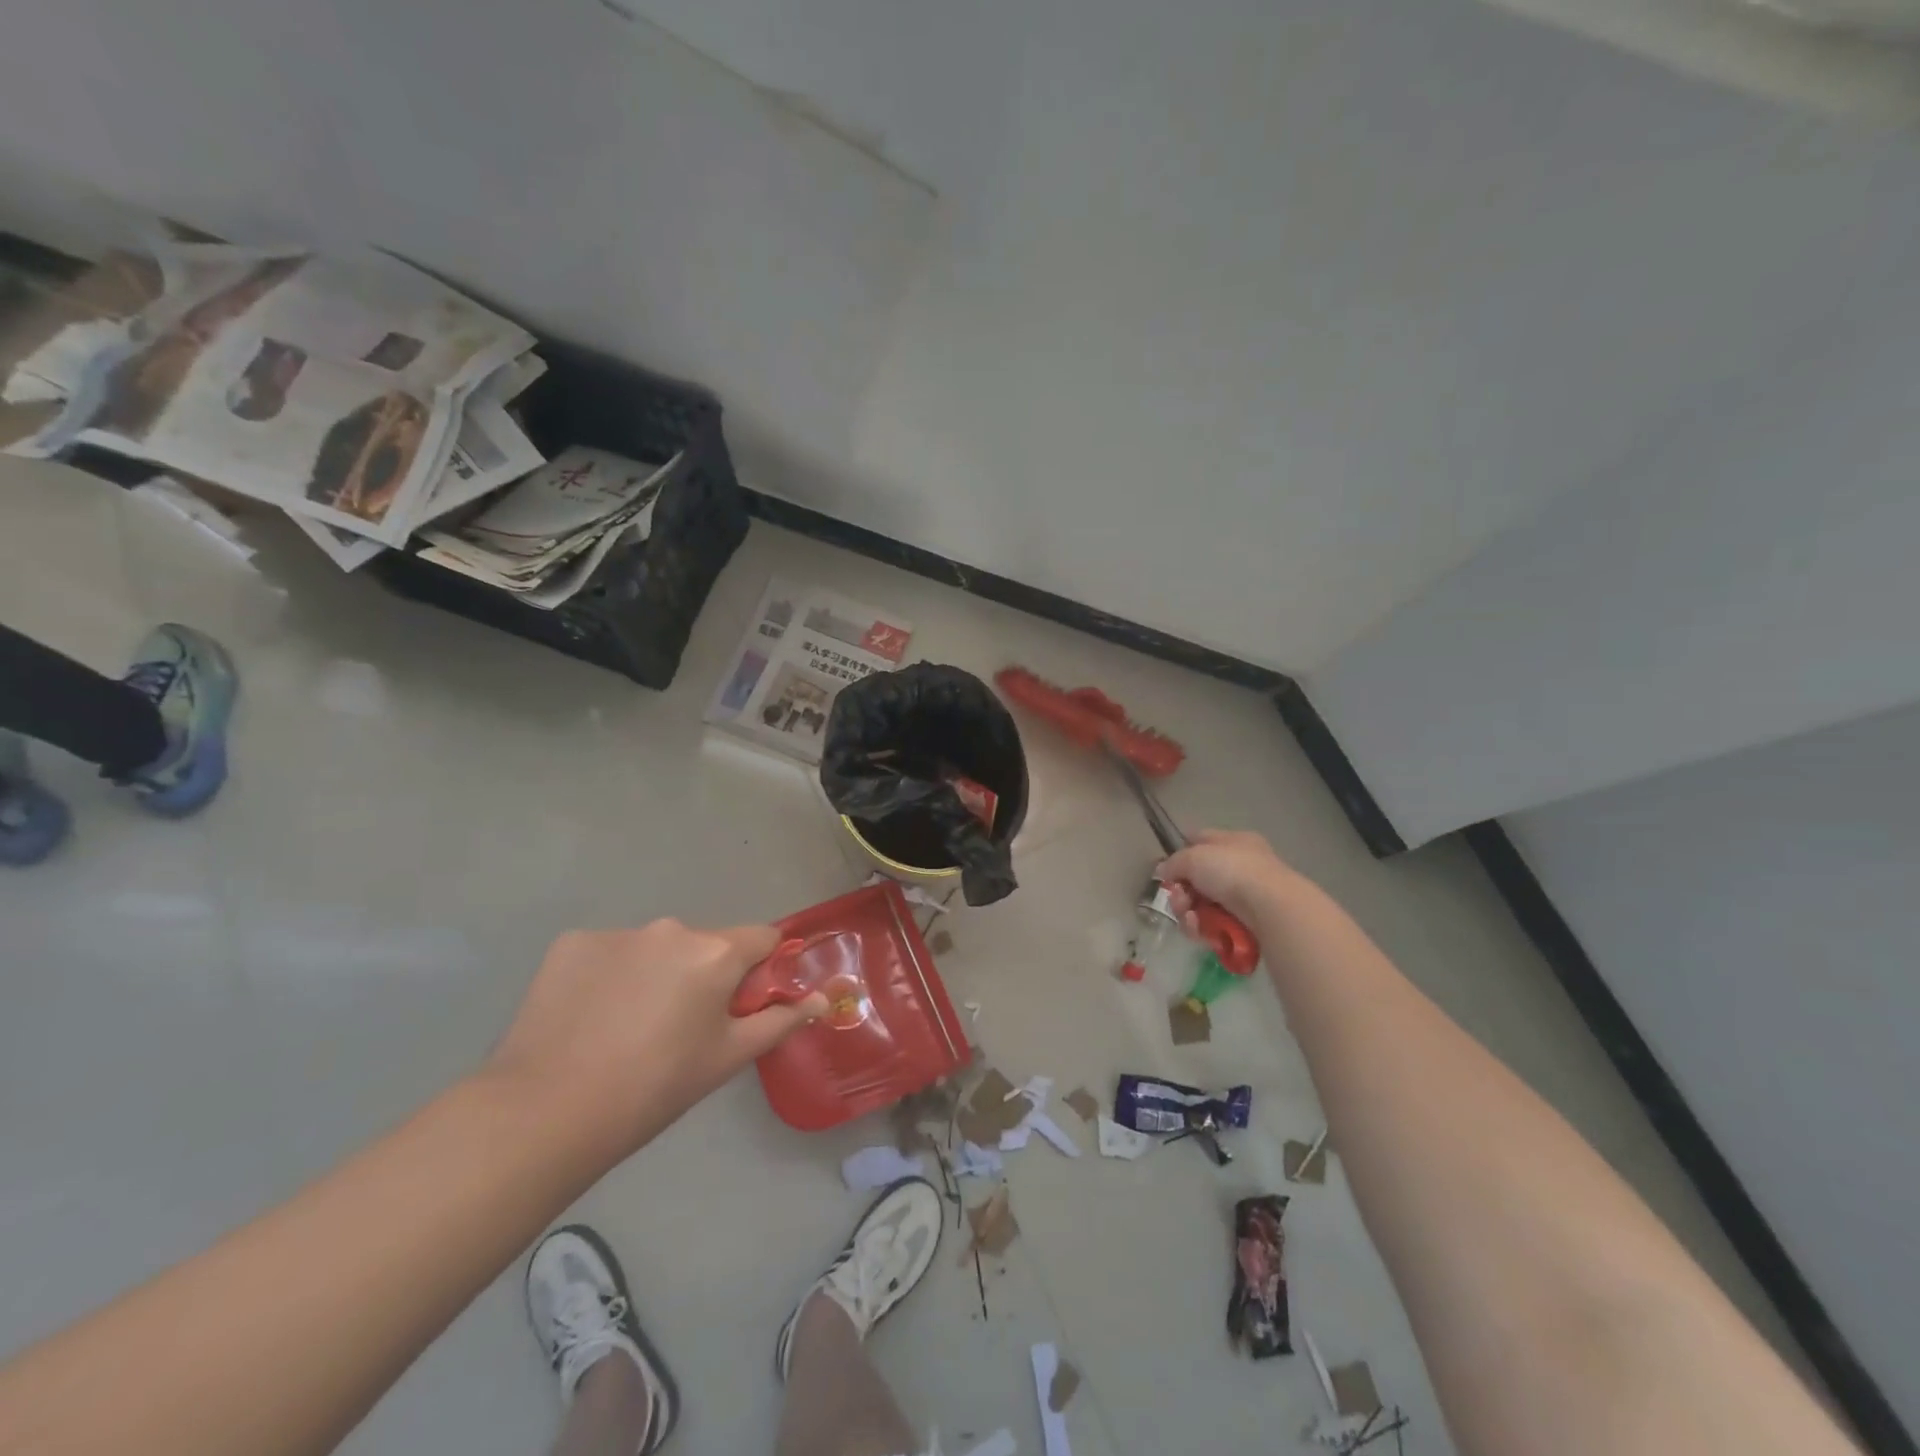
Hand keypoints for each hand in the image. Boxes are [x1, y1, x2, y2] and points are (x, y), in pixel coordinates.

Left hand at [483, 920, 825, 1161]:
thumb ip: (780, 1020)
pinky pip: (609, 952)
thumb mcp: (727, 1058)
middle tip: (681, 1028)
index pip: (762, 937)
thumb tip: (823, 1000)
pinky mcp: (572, 943)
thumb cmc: (655, 1088)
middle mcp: (671, 929)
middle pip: (705, 944)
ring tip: (628, 1027)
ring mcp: (618, 932)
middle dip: (703, 975)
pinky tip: (590, 1017)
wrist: (547, 1112)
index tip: (743, 1003)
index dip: (760, 968)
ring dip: (655, 973)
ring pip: (655, 948)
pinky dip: (610, 975)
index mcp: (715, 952)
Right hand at [1156, 828, 1305, 933]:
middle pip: (1199, 879)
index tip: (1168, 869)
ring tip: (1191, 919)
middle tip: (1179, 901)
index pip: (1201, 840)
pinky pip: (1215, 926)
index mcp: (1234, 842)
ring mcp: (1246, 897)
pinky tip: (1201, 931)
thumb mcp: (1194, 857)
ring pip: (1204, 905)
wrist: (1270, 908)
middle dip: (1182, 892)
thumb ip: (1174, 863)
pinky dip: (1204, 929)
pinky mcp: (1248, 925)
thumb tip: (1164, 871)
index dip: (1182, 853)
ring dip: (1190, 913)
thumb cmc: (1232, 871)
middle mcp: (1241, 867)